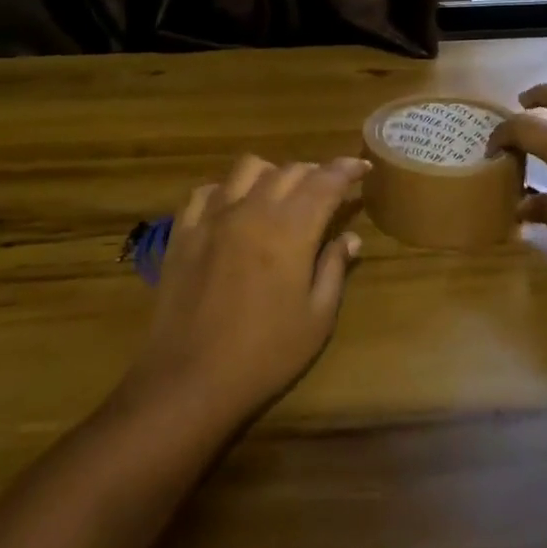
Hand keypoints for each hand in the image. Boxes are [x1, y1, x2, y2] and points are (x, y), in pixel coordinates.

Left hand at [127, 155, 366, 425]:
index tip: (362, 166)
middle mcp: (252, 210)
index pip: (326, 181)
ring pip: (248, 168)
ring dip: (273, 173)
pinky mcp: (183, 231)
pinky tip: (234, 208)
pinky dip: (228, 190)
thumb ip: (335, 269)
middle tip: (329, 189)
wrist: (190, 380)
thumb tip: (350, 238)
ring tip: (282, 194)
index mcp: (291, 229)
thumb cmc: (265, 355)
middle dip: (316, 172)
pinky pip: (206, 191)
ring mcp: (213, 217)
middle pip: (290, 170)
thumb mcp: (316, 318)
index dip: (347, 169)